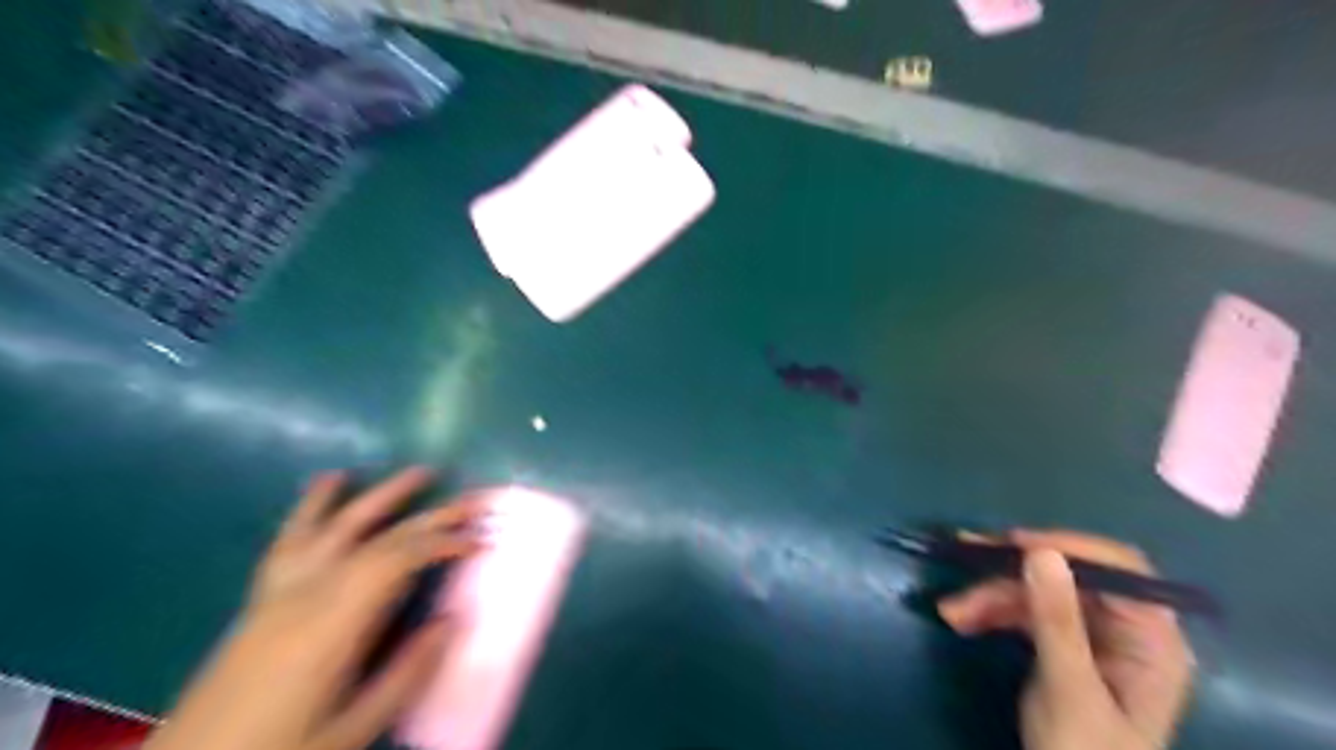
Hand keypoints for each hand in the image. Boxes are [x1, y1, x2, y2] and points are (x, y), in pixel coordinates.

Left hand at [143, 464, 484, 748]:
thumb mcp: (353, 728)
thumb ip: (406, 674)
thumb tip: (451, 621)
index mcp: (334, 622)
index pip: (399, 559)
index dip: (445, 542)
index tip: (480, 543)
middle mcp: (309, 590)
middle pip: (380, 536)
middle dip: (434, 515)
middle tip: (476, 501)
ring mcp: (282, 587)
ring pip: (338, 524)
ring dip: (384, 495)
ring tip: (420, 473)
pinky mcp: (263, 594)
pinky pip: (291, 536)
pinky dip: (314, 504)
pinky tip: (331, 480)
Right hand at [933, 531, 1194, 748]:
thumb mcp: (1069, 688)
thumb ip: (1057, 619)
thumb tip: (1041, 551)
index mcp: (1151, 638)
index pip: (1118, 569)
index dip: (1068, 548)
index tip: (1014, 544)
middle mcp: (1125, 628)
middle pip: (1067, 578)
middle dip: (1011, 576)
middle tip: (964, 565)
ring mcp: (1092, 637)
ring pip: (1038, 594)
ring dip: (992, 597)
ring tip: (951, 612)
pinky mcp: (1062, 646)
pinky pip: (1025, 614)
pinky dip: (993, 613)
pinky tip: (962, 620)